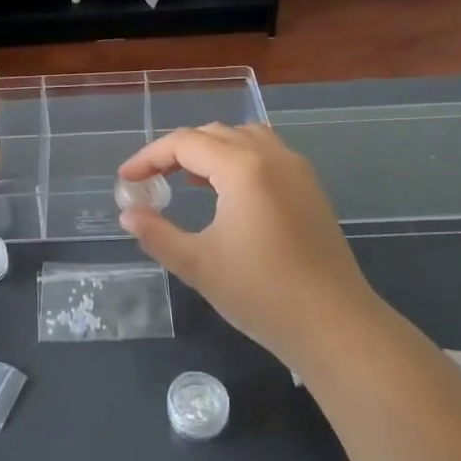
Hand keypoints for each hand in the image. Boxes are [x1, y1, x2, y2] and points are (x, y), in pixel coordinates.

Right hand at [119, 124, 374, 364]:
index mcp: (243, 167)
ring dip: (210, 150)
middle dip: (177, 151)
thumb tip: (129, 214)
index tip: (126, 180)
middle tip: (151, 179)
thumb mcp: (198, 264)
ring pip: (244, 138)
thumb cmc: (261, 293)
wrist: (334, 326)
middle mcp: (271, 156)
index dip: (149, 157)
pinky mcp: (310, 189)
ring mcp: (296, 170)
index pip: (185, 143)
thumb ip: (156, 234)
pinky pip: (266, 154)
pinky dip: (238, 159)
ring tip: (187, 178)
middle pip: (214, 134)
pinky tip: (226, 192)